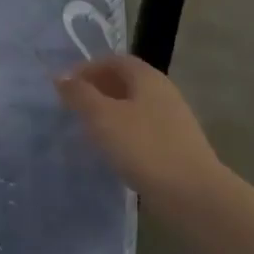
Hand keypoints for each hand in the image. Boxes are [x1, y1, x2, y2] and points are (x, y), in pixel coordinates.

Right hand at [56, 54, 227, 217]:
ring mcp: (173, 120)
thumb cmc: (143, 147)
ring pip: (134, 107)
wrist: (192, 194)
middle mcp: (163, 92)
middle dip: (97, 90)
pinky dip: (123, 133)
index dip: (87, 68)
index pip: (114, 60)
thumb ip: (79, 94)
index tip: (65, 86)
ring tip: (87, 130)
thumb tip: (61, 77)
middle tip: (73, 107)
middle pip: (126, 82)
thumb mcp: (102, 117)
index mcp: (147, 77)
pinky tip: (112, 151)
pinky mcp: (175, 146)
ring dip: (109, 113)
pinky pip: (142, 130)